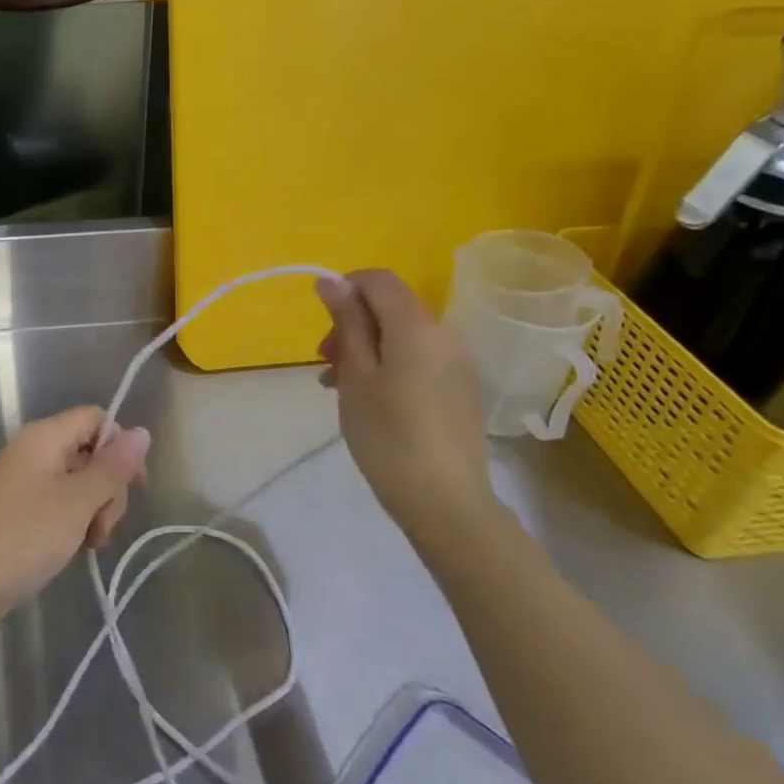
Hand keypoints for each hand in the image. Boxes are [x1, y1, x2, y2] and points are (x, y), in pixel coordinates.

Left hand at [0, 406, 149, 632]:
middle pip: (89, 451)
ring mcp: (24, 480)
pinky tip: (73, 549)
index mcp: (46, 436)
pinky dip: (72, 522)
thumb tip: (142, 432)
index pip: (96, 419)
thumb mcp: (77, 502)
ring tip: (88, 544)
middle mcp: (34, 449)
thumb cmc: (23, 535)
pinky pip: (58, 503)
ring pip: (76, 482)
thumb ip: (113, 468)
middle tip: (103, 527)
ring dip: (92, 510)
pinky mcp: (18, 509)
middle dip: (108, 488)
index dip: (120, 447)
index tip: (134, 487)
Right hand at [316, 271, 498, 541]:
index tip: (323, 322)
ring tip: (339, 385)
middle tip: (325, 361)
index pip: (379, 280)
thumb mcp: (356, 375)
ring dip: (367, 347)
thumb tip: (331, 281)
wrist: (446, 503)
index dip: (346, 288)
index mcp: (416, 327)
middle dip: (352, 323)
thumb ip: (347, 323)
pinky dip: (389, 365)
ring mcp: (457, 364)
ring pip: (402, 335)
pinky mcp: (460, 390)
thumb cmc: (388, 435)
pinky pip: (419, 359)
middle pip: (391, 307)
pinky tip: (370, 400)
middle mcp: (444, 335)